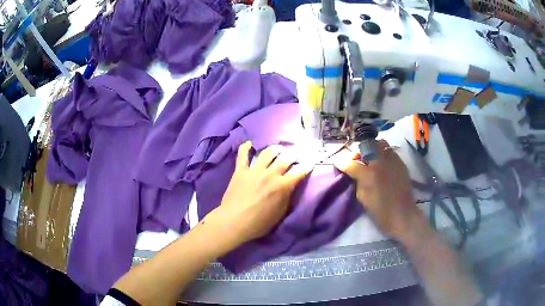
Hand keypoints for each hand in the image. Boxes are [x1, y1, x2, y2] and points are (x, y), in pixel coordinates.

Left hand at [204, 141, 312, 247]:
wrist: (234, 222)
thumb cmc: (259, 223)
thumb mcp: (280, 213)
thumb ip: (287, 197)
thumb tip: (290, 187)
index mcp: (282, 186)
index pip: (300, 171)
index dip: (308, 164)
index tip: (311, 160)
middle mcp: (270, 174)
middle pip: (286, 158)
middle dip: (294, 154)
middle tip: (296, 153)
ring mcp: (254, 170)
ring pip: (267, 153)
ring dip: (275, 149)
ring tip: (278, 149)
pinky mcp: (240, 170)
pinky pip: (242, 155)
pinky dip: (245, 148)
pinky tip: (249, 143)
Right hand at [332, 140, 423, 241]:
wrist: (402, 215)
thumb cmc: (380, 210)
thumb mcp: (362, 197)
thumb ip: (356, 180)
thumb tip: (352, 171)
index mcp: (369, 174)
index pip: (351, 163)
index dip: (343, 162)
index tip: (339, 163)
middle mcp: (381, 162)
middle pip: (368, 145)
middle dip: (360, 151)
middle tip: (358, 161)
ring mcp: (393, 160)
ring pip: (381, 144)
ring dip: (373, 150)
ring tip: (371, 161)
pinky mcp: (401, 163)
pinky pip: (390, 152)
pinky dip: (383, 155)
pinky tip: (382, 166)